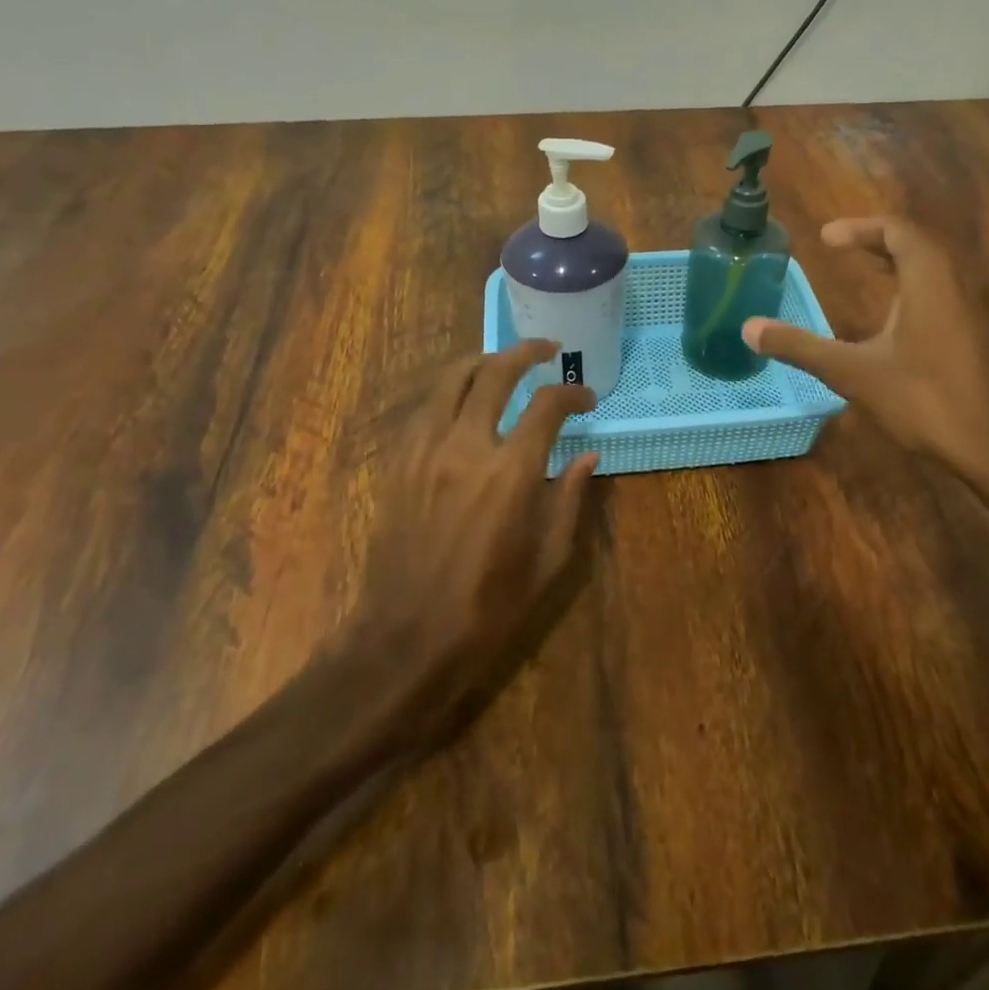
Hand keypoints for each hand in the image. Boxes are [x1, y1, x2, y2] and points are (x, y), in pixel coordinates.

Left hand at [354, 340, 599, 748]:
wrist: (407, 638)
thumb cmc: (489, 607)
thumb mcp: (548, 560)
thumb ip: (569, 498)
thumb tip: (588, 455)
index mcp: (510, 473)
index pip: (547, 405)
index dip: (573, 392)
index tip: (586, 398)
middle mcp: (466, 447)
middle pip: (494, 372)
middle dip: (526, 353)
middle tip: (547, 351)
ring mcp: (424, 451)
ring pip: (451, 379)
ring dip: (483, 362)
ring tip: (503, 363)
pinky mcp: (399, 463)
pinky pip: (425, 408)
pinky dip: (450, 392)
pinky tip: (464, 402)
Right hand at [742, 217, 988, 476]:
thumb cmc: (924, 399)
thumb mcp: (852, 372)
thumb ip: (800, 347)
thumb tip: (749, 328)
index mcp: (929, 279)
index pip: (897, 230)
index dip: (860, 228)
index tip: (826, 238)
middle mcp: (959, 283)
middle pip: (919, 243)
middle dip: (878, 240)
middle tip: (843, 248)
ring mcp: (976, 309)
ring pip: (937, 268)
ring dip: (900, 262)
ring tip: (868, 272)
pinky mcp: (983, 335)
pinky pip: (947, 291)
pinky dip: (917, 286)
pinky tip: (898, 319)